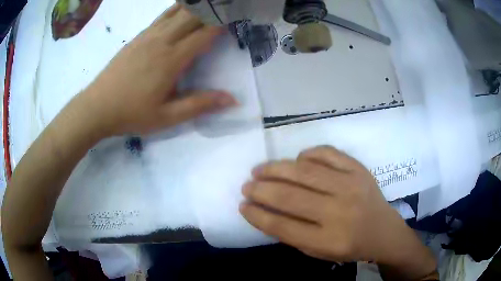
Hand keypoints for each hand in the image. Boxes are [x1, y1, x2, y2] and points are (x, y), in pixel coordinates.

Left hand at [78, 4, 236, 136]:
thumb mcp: (167, 117)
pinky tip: (182, 9)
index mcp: (171, 59)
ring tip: (207, 5)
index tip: (236, 19)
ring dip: (195, 6)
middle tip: (226, 9)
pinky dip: (176, 9)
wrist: (97, 107)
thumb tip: (232, 100)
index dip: (222, 23)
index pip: (204, 33)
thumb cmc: (131, 114)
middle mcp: (162, 41)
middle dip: (212, 10)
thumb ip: (199, 105)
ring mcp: (148, 36)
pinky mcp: (138, 37)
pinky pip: (162, 16)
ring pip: (177, 11)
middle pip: (192, 15)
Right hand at [240, 146, 425, 263]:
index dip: (257, 214)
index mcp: (328, 240)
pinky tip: (297, 160)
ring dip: (276, 169)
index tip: (242, 205)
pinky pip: (327, 153)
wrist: (384, 231)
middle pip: (290, 196)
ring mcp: (351, 186)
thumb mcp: (319, 252)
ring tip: (260, 170)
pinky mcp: (359, 169)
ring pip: (304, 171)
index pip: (282, 225)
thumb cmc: (349, 246)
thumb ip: (292, 234)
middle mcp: (339, 211)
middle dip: (260, 189)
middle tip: (246, 185)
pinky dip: (307, 154)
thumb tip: (264, 211)